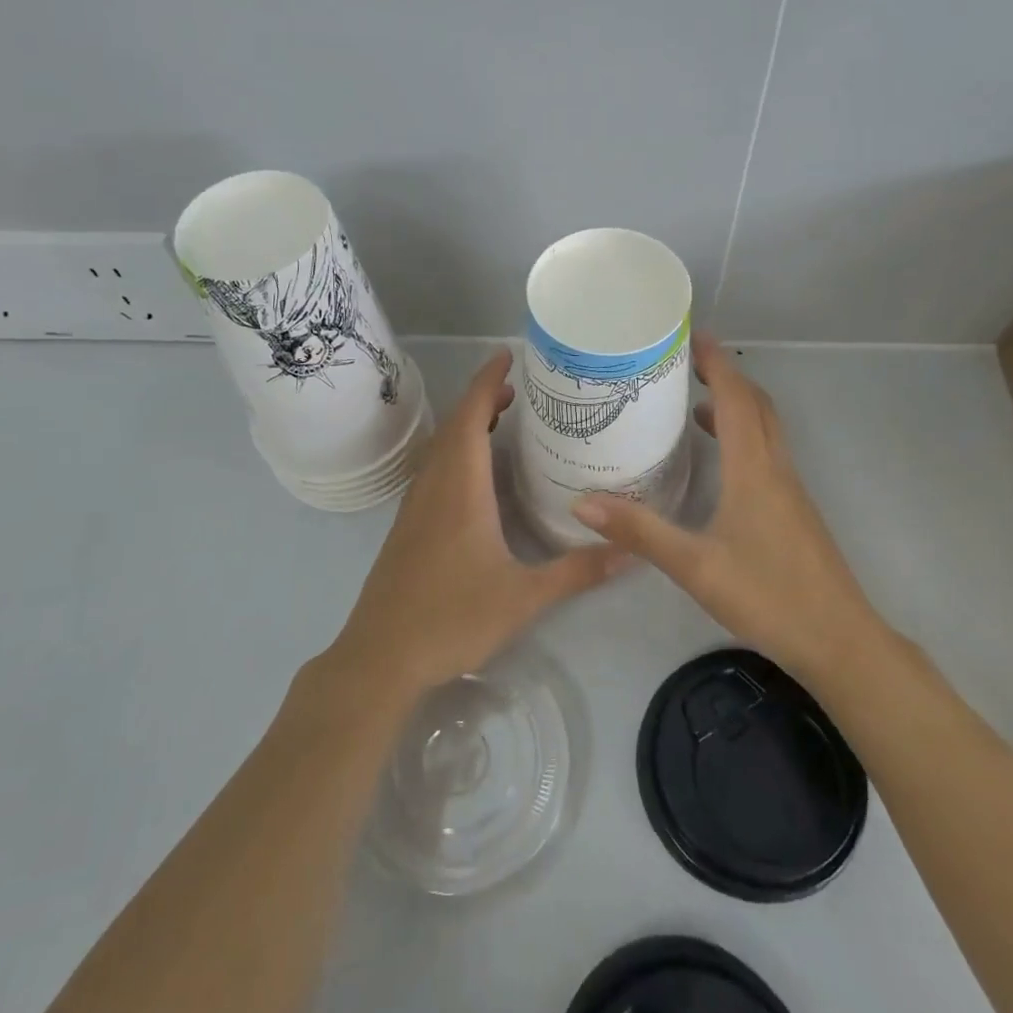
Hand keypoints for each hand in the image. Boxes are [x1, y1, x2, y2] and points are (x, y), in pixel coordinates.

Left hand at [327, 349, 627, 701]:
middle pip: (454, 426)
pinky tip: (474, 474)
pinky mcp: (407, 526)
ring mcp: (415, 506)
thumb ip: (577, 572)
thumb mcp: (523, 597)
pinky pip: (433, 469)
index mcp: (460, 489)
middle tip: (516, 389)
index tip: (507, 356)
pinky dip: (455, 451)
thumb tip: (631, 552)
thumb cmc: (451, 618)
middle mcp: (434, 486)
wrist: (381, 656)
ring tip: (499, 419)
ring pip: (440, 448)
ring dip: (466, 424)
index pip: (470, 418)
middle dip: (482, 399)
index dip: (487, 382)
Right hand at [570, 332, 880, 683]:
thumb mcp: (695, 566)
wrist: (841, 641)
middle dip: (725, 376)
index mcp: (754, 469)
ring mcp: (790, 490)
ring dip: (736, 406)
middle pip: (756, 405)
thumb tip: (582, 502)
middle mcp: (776, 468)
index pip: (736, 399)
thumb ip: (640, 531)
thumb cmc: (769, 596)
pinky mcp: (795, 510)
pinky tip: (718, 462)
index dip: (716, 364)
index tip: (691, 336)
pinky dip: (742, 436)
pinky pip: (767, 453)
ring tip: (693, 404)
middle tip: (686, 363)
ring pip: (765, 429)